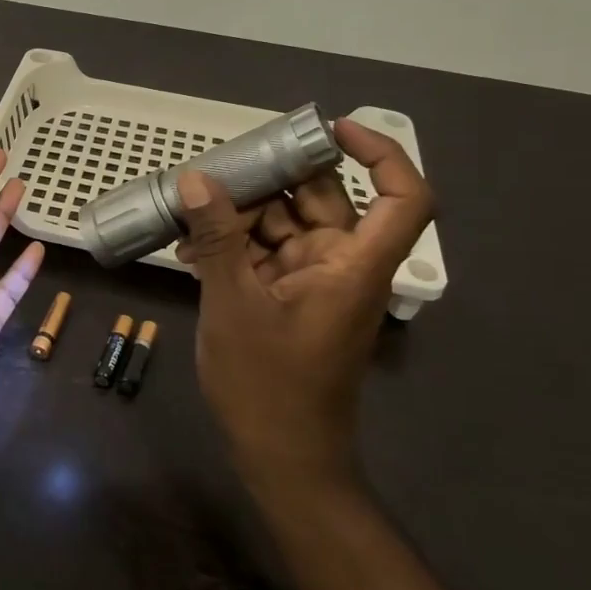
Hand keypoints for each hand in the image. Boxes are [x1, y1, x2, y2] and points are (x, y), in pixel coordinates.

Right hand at [175, 118, 434, 491]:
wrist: (280, 458)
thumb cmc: (267, 384)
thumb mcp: (232, 303)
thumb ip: (216, 238)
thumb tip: (196, 180)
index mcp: (353, 266)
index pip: (402, 197)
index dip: (380, 154)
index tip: (330, 131)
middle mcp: (342, 265)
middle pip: (322, 199)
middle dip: (270, 181)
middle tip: (215, 173)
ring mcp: (314, 282)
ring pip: (284, 224)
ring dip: (239, 216)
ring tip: (188, 217)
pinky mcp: (289, 298)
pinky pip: (265, 254)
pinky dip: (234, 246)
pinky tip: (190, 250)